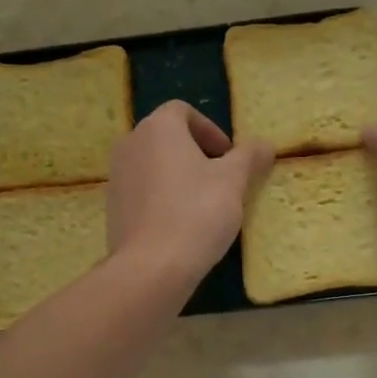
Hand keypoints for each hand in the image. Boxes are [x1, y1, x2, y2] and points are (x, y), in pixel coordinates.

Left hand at [108, 102, 273, 288]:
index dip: (210, 129)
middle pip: (166, 137)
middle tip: (220, 178)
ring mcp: (116, 176)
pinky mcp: (112, 206)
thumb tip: (264, 144)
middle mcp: (130, 143)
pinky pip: (141, 190)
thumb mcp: (233, 181)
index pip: (183, 111)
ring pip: (153, 164)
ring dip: (178, 175)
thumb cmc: (197, 212)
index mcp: (158, 127)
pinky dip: (161, 196)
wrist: (151, 266)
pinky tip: (179, 223)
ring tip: (202, 203)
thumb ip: (249, 156)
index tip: (228, 156)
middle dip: (195, 152)